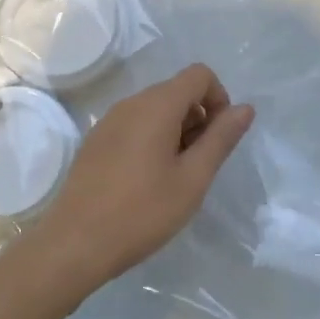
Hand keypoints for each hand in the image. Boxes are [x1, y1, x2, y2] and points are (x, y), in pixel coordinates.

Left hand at [31, 64, 254, 295]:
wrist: (74, 243)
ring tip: (175, 177)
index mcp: (157, 105)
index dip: (219, 98)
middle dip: (199, 117)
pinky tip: (147, 181)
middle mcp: (132, 102)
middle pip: (177, 90)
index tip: (219, 138)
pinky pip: (135, 124)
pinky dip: (153, 139)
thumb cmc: (142, 211)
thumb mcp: (192, 179)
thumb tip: (245, 108)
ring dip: (176, 130)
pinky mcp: (97, 140)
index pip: (199, 74)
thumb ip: (221, 139)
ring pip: (156, 108)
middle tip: (199, 164)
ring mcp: (109, 120)